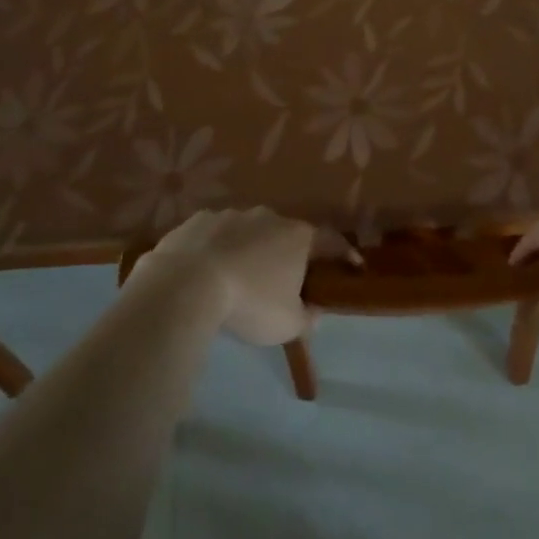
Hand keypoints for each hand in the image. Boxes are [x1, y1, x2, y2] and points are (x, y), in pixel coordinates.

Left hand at [135, 207, 337, 345]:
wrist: (186, 285)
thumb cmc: (249, 303)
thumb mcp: (287, 324)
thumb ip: (307, 317)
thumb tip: (313, 311)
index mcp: (298, 237)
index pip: (331, 241)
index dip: (343, 254)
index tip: (353, 265)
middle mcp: (268, 217)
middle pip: (286, 234)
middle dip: (287, 254)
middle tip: (282, 280)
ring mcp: (231, 214)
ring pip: (248, 232)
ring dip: (249, 250)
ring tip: (238, 277)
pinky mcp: (199, 220)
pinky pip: (215, 234)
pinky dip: (217, 249)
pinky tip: (206, 271)